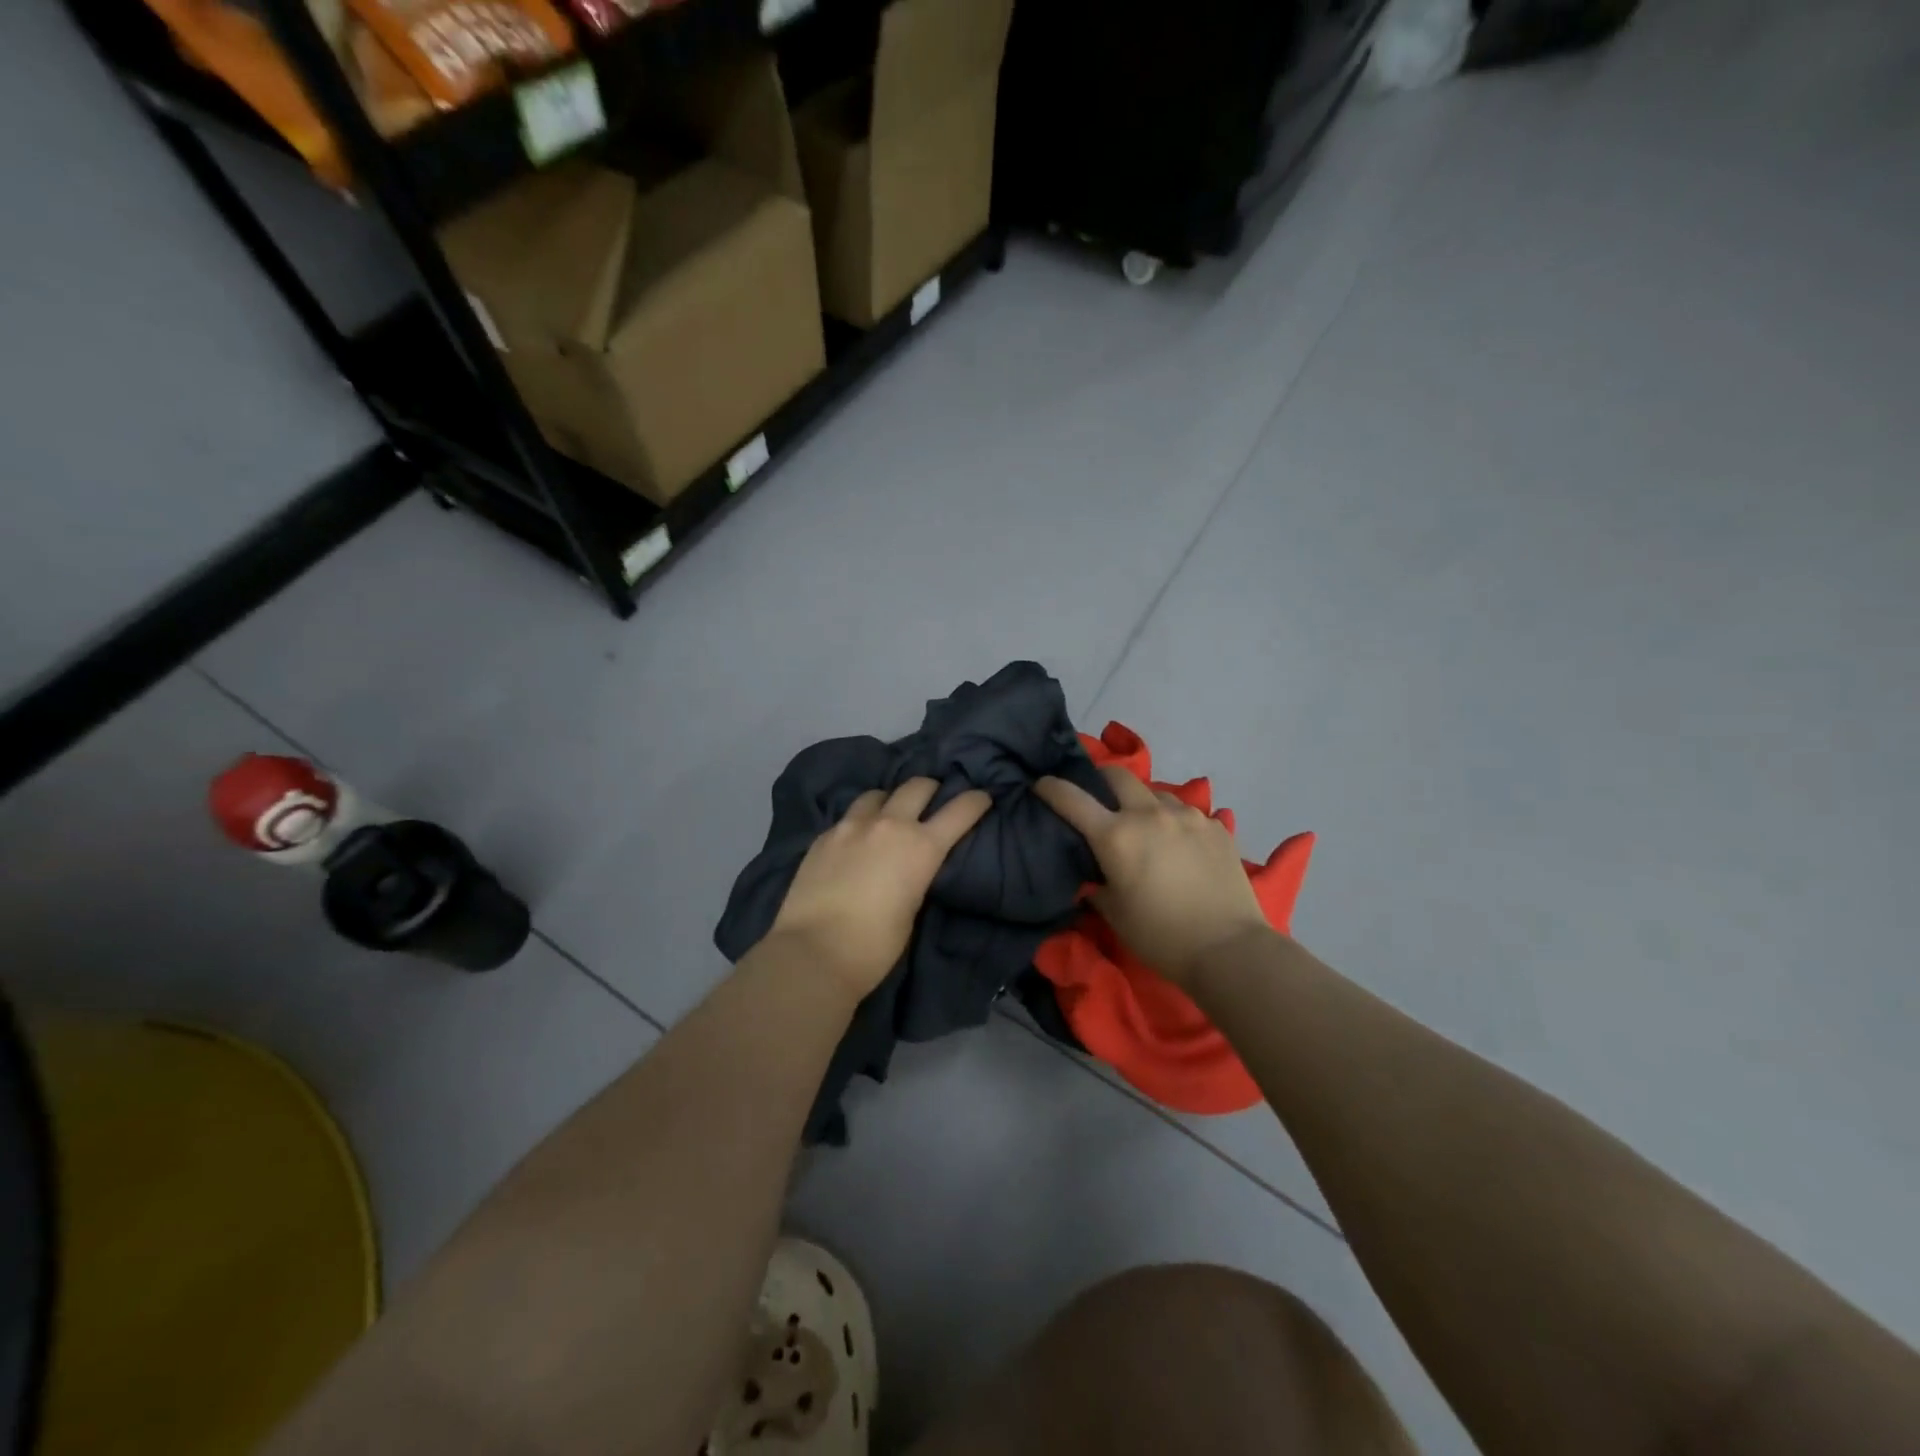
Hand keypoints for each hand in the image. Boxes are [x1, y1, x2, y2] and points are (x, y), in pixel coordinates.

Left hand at [765, 778, 992, 999]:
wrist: (813, 952)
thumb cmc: (875, 946)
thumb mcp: (912, 909)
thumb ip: (916, 876)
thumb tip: (909, 867)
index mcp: (921, 846)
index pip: (960, 810)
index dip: (976, 801)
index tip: (982, 798)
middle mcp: (889, 825)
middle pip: (917, 785)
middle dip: (931, 789)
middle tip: (933, 801)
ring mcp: (851, 826)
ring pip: (878, 794)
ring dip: (890, 801)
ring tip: (888, 817)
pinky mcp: (823, 836)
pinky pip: (849, 817)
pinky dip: (860, 822)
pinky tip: (855, 841)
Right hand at [1035, 765, 1271, 987]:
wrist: (1228, 949)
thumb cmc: (1160, 936)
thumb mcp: (1114, 915)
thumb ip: (1096, 886)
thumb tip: (1092, 876)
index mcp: (1116, 836)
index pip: (1072, 798)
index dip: (1050, 788)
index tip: (1040, 785)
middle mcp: (1149, 814)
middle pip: (1117, 776)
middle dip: (1101, 781)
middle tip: (1099, 800)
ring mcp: (1187, 816)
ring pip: (1156, 793)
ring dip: (1143, 804)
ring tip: (1146, 828)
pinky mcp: (1216, 827)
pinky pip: (1187, 813)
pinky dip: (1175, 823)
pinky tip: (1180, 847)